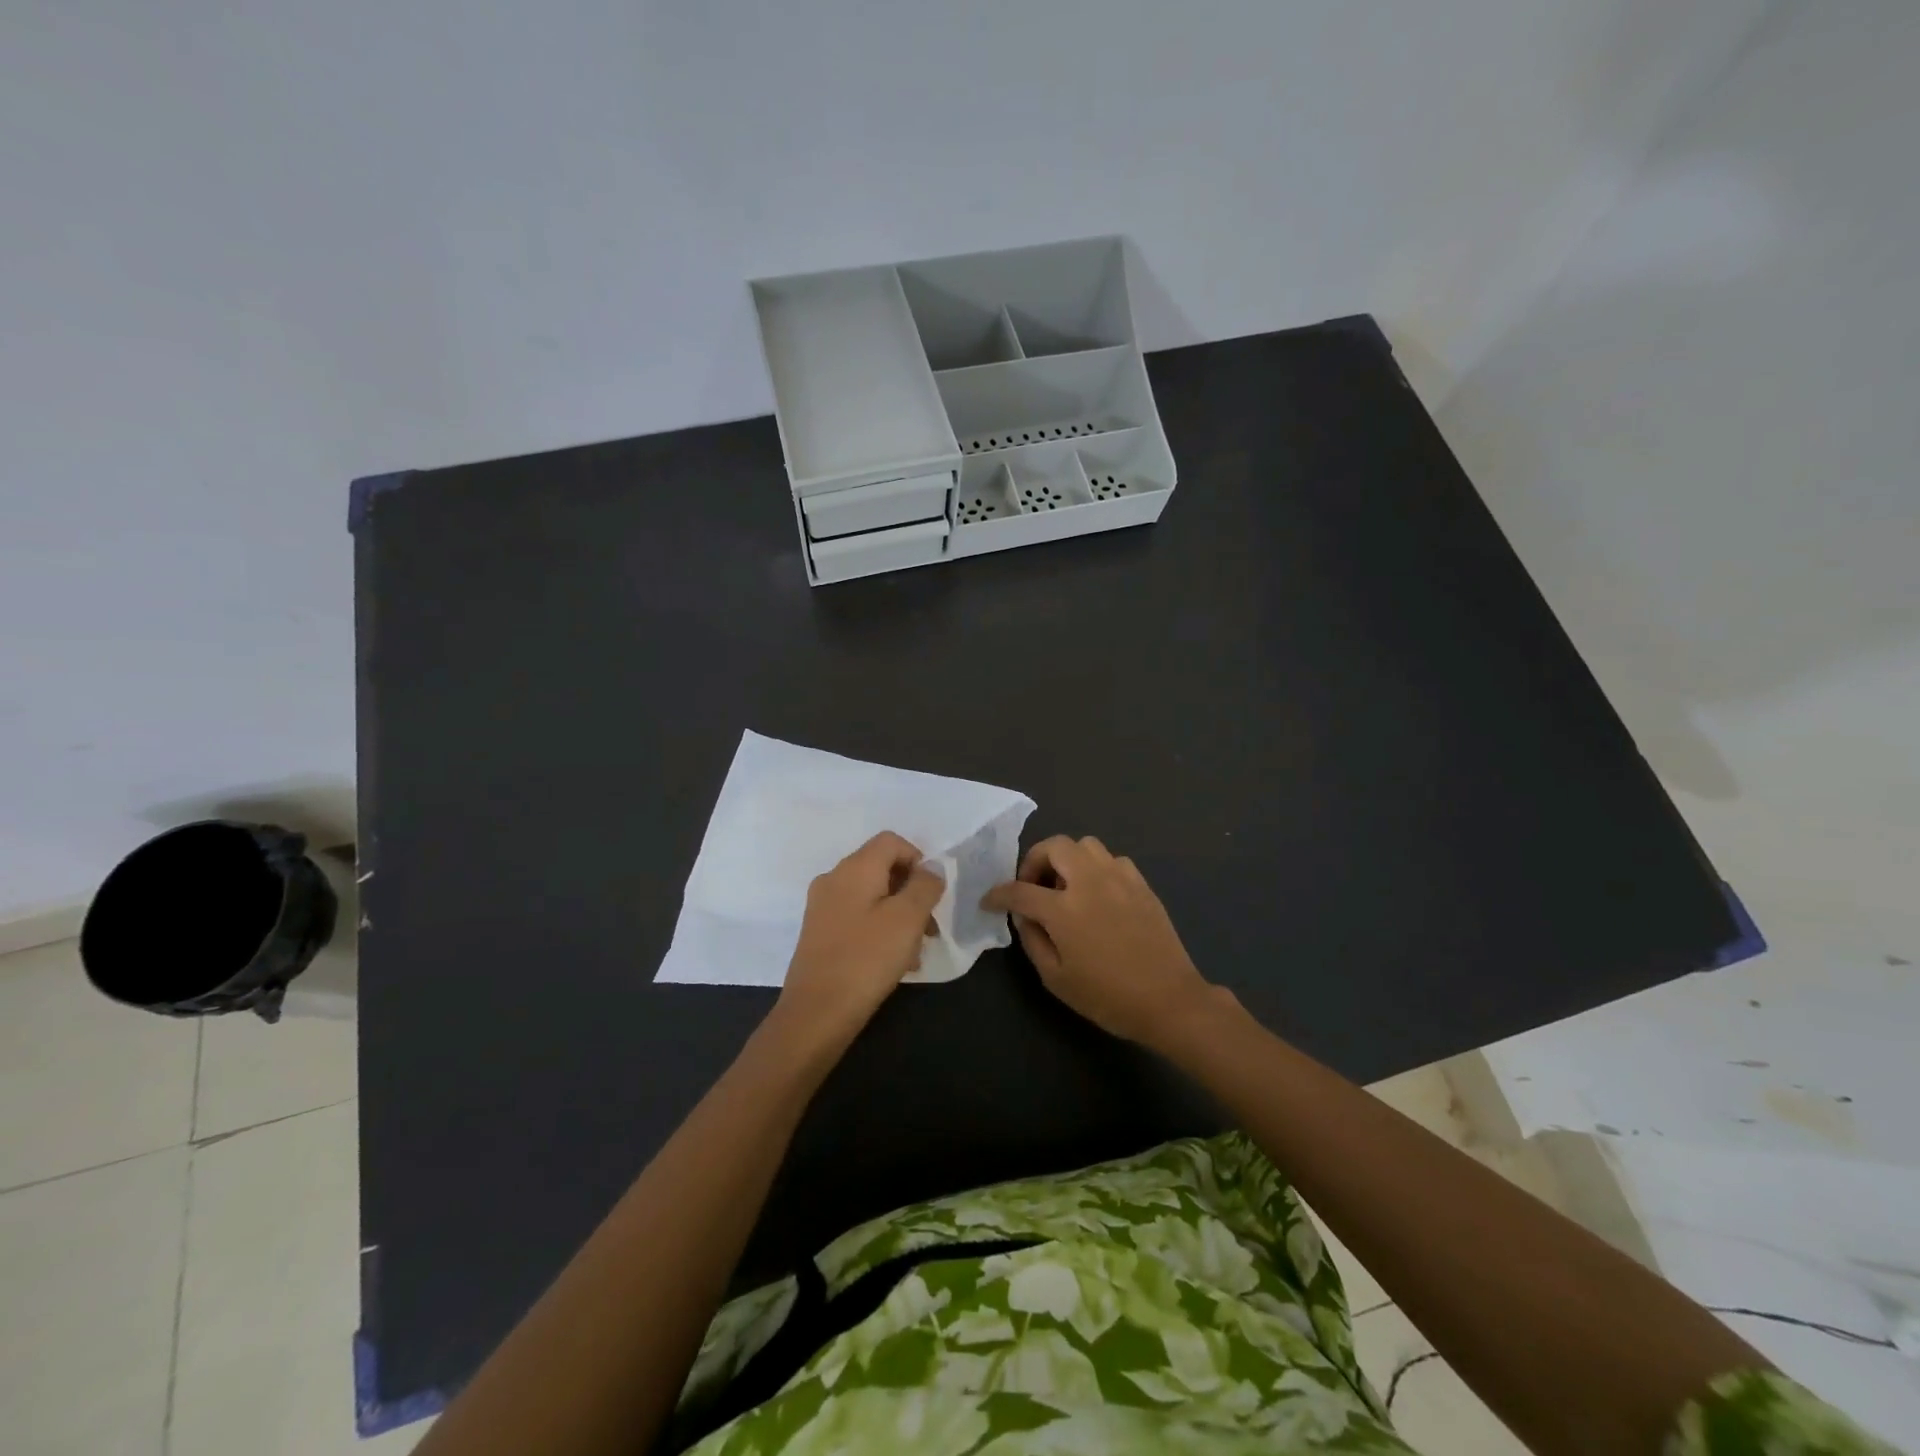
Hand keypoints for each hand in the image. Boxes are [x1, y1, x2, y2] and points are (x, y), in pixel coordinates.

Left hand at [776, 831, 944, 1045]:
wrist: (816, 1013)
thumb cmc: (867, 959)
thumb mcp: (908, 919)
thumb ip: (925, 886)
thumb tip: (931, 868)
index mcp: (854, 868)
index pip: (891, 841)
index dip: (917, 859)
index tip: (931, 894)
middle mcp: (834, 879)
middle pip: (881, 868)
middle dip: (911, 892)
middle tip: (929, 927)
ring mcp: (822, 906)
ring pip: (871, 896)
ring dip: (898, 916)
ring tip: (915, 952)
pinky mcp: (819, 933)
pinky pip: (857, 917)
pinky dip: (879, 929)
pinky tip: (892, 962)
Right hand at [981, 835, 1221, 1046]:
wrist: (1169, 1000)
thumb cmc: (1107, 997)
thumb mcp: (1056, 978)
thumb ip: (1033, 940)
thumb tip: (1025, 917)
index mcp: (1064, 909)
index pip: (1020, 890)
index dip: (998, 894)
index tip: (990, 901)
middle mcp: (1090, 882)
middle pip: (1055, 846)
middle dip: (1035, 860)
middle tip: (1033, 886)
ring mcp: (1119, 878)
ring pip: (1086, 845)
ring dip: (1068, 859)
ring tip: (1066, 887)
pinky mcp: (1141, 884)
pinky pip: (1112, 860)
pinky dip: (1097, 869)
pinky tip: (1098, 894)